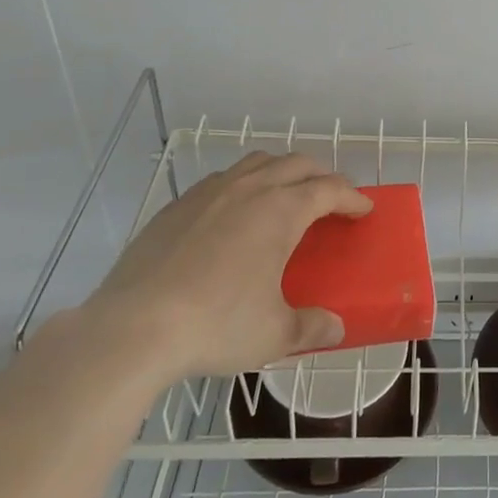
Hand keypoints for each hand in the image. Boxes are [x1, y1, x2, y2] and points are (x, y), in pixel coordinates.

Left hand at [80, 152, 371, 386]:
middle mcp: (249, 189)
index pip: (329, 189)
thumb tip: (335, 329)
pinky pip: (222, 180)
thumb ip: (310, 327)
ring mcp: (209, 192)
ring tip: (286, 195)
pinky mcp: (177, 206)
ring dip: (281, 171)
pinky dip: (243, 184)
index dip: (352, 197)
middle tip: (332, 198)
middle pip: (296, 164)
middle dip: (321, 175)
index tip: (364, 209)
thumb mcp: (273, 334)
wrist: (132, 328)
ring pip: (257, 162)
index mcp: (281, 210)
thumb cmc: (216, 325)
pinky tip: (234, 214)